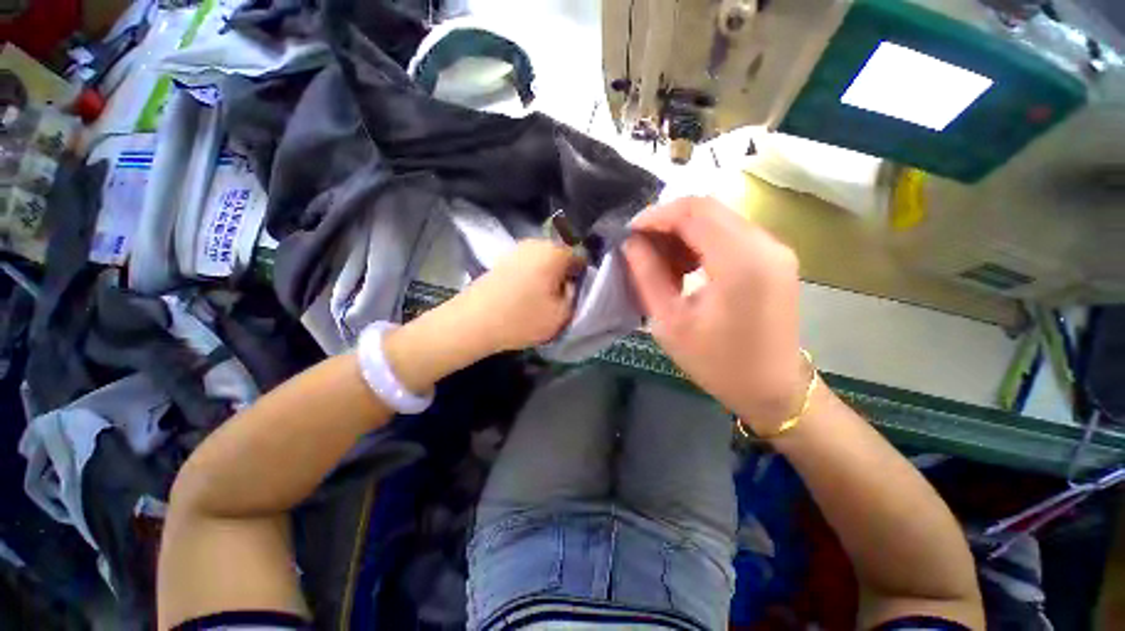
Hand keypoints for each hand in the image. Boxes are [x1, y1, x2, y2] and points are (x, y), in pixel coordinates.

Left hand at [451, 239, 582, 354]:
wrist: (472, 323)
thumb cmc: (522, 318)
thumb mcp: (562, 314)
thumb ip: (577, 296)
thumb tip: (574, 284)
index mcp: (554, 252)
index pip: (582, 256)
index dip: (584, 276)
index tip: (578, 295)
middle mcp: (536, 243)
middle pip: (562, 256)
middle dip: (566, 275)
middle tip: (561, 299)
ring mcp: (517, 250)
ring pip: (545, 261)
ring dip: (549, 277)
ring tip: (543, 300)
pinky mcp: (503, 260)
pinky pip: (529, 265)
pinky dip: (533, 278)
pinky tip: (525, 296)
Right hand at [622, 196, 807, 431]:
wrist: (771, 389)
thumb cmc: (717, 363)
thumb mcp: (670, 322)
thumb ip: (647, 275)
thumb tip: (631, 243)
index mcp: (741, 261)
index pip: (693, 211)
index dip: (656, 215)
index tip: (629, 232)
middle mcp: (765, 245)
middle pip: (708, 209)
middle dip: (667, 222)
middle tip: (641, 246)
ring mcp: (775, 249)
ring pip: (719, 219)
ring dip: (684, 232)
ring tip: (660, 260)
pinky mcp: (775, 259)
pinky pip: (731, 235)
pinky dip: (702, 241)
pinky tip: (685, 266)